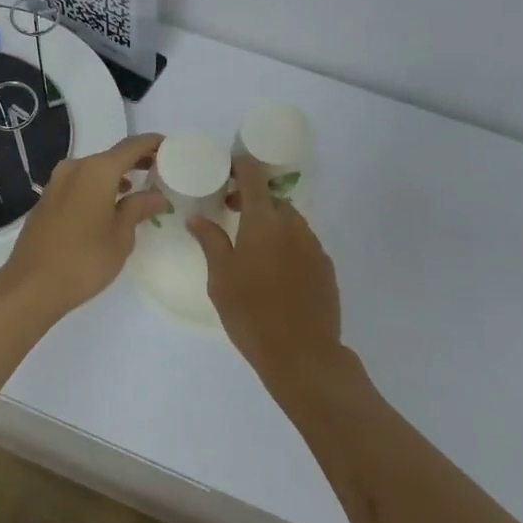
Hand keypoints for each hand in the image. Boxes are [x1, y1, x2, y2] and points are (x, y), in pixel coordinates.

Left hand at [0, 133, 169, 322]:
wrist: (31, 286)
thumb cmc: (84, 260)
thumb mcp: (121, 236)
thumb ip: (139, 208)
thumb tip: (157, 196)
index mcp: (97, 171)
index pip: (132, 146)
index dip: (153, 143)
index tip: (170, 147)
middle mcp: (75, 168)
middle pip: (112, 156)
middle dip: (135, 160)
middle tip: (159, 170)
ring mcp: (56, 183)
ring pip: (93, 170)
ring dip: (115, 175)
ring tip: (135, 190)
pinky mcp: (46, 200)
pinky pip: (79, 183)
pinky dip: (97, 187)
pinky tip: (107, 206)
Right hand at [188, 156, 342, 381]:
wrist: (303, 355)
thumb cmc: (251, 314)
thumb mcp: (220, 279)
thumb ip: (210, 241)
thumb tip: (197, 218)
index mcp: (263, 221)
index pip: (253, 176)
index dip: (240, 166)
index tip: (226, 171)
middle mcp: (292, 225)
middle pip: (272, 198)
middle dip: (252, 198)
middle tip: (231, 212)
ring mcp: (314, 245)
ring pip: (290, 220)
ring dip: (271, 222)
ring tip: (253, 244)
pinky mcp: (326, 267)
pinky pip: (303, 242)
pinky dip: (287, 243)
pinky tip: (275, 269)